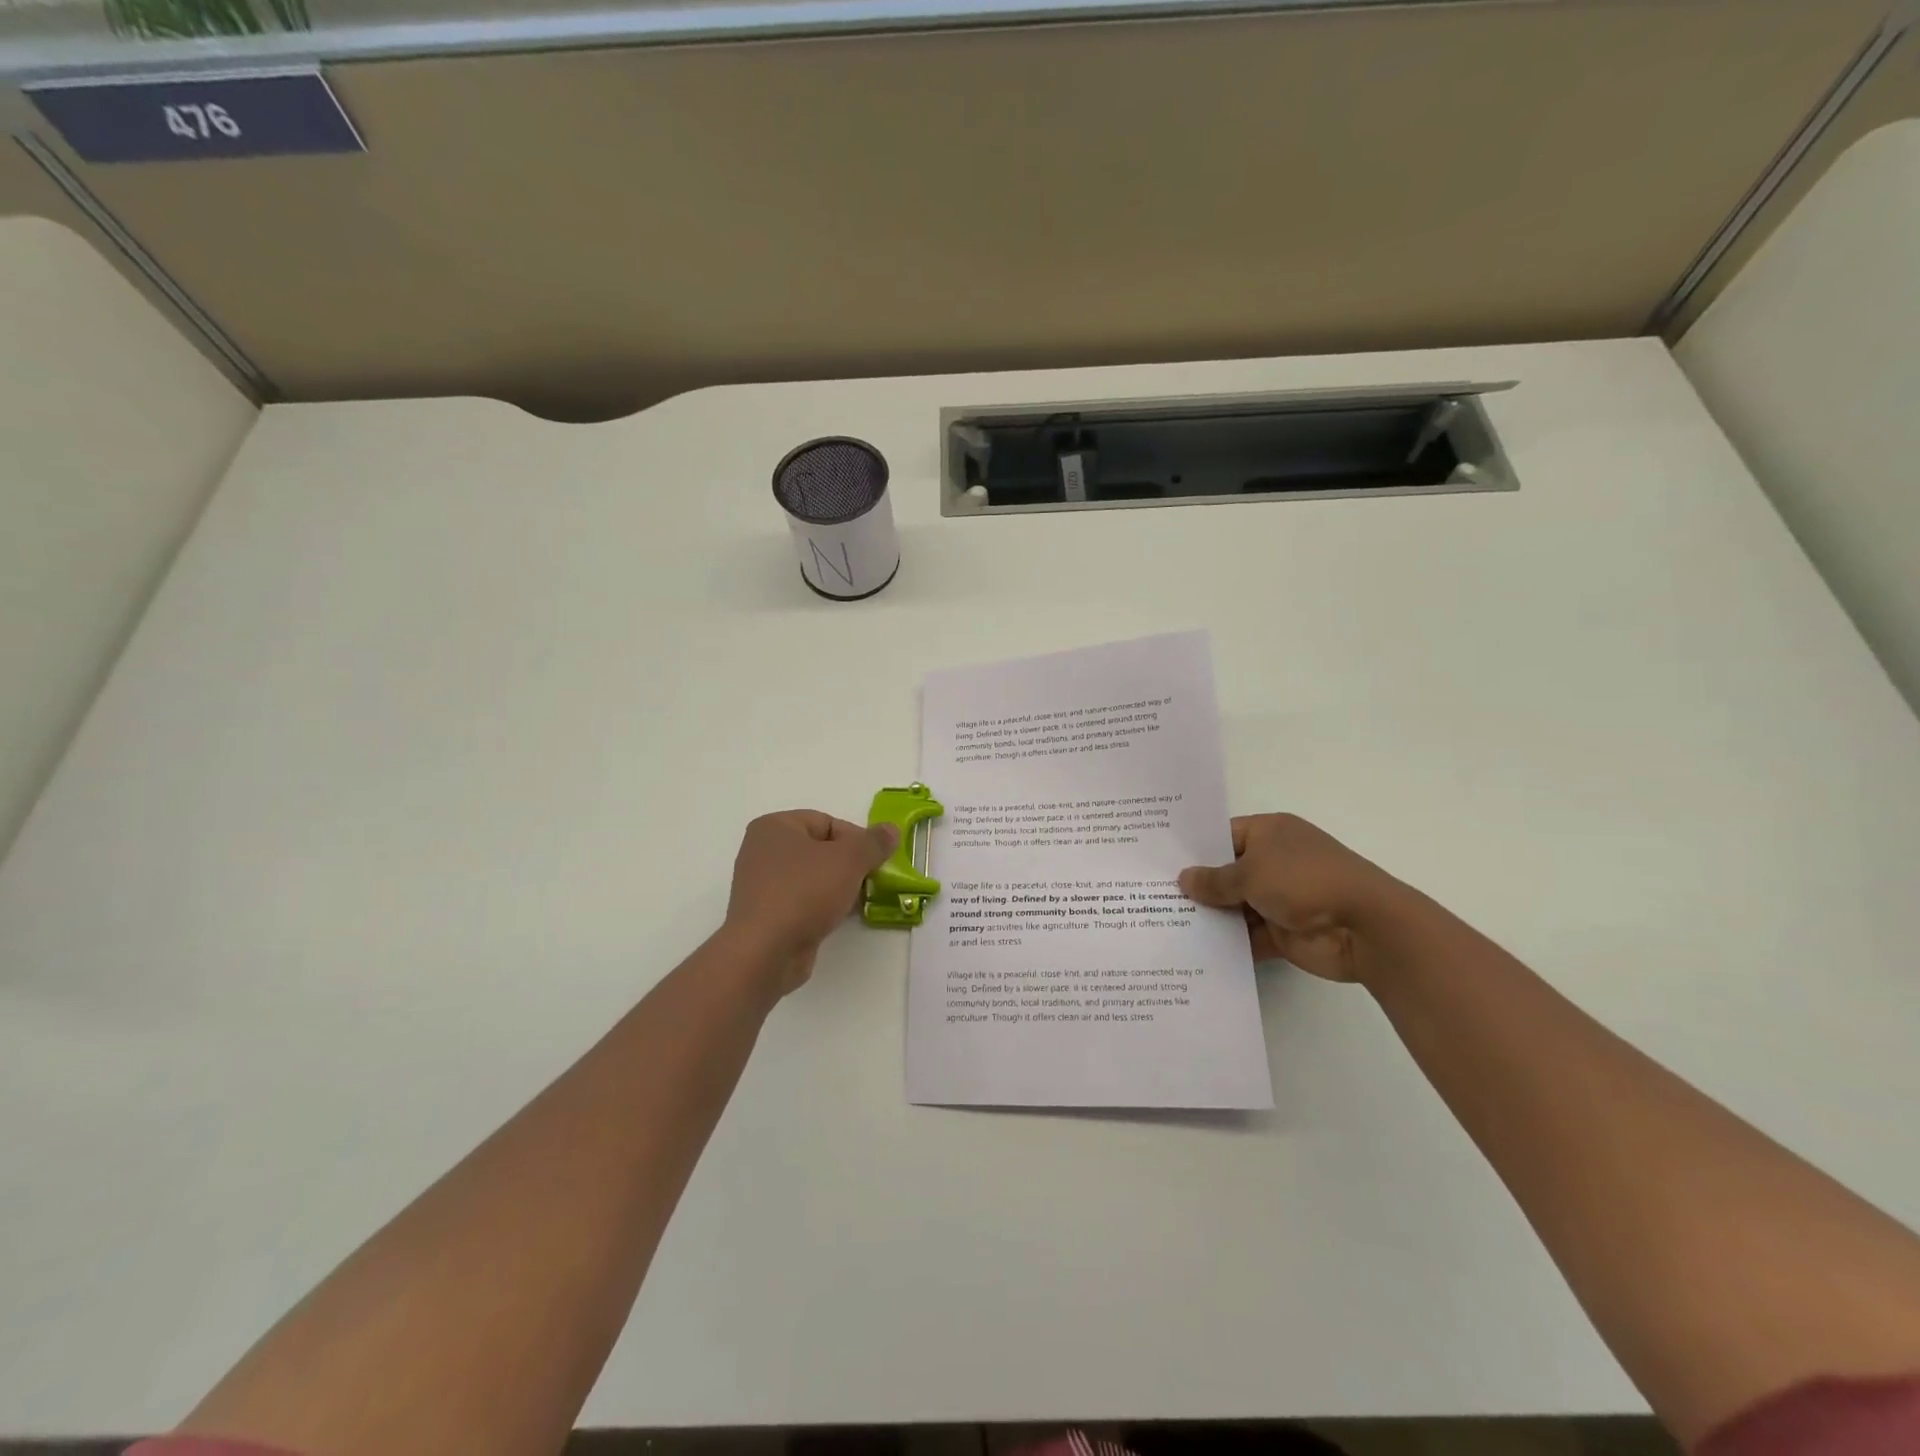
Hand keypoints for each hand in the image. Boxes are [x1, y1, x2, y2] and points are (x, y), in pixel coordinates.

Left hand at [724, 811, 897, 993]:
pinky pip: (803, 901)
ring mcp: (762, 885)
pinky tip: (840, 918)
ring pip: (813, 877)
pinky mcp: (767, 915)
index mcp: (775, 827)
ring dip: (839, 887)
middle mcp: (763, 851)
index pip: (826, 822)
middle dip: (850, 864)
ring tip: (860, 900)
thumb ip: (874, 842)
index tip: (876, 860)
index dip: (856, 838)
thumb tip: (891, 830)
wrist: (766, 952)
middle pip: (820, 849)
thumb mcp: (849, 860)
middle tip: (872, 880)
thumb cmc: (804, 892)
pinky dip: (823, 906)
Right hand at [1179, 813, 1402, 982]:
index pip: (1223, 836)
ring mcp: (1280, 899)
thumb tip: (1184, 880)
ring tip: (1164, 924)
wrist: (1365, 927)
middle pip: (1227, 873)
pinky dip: (1229, 944)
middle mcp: (1274, 862)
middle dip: (1198, 886)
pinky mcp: (1284, 933)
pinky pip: (1248, 937)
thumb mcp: (1250, 873)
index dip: (1195, 849)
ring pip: (1235, 907)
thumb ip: (1215, 880)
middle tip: (1153, 895)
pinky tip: (1193, 949)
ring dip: (1211, 917)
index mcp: (1270, 833)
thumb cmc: (1304, 881)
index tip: (1160, 861)